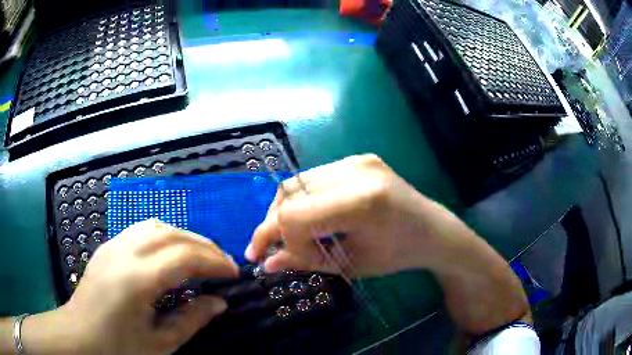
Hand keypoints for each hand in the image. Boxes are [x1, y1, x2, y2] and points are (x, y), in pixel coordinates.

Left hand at [23, 220, 237, 354]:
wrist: (80, 334)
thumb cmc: (118, 346)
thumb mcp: (160, 342)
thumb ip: (192, 320)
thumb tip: (219, 303)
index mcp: (137, 280)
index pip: (184, 258)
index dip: (214, 262)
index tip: (234, 273)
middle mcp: (124, 253)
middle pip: (172, 234)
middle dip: (204, 246)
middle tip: (223, 263)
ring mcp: (113, 245)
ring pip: (156, 225)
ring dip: (184, 236)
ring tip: (201, 255)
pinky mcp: (108, 246)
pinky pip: (140, 229)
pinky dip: (164, 234)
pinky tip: (170, 251)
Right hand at [246, 154, 530, 335]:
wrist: (431, 229)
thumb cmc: (398, 255)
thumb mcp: (351, 265)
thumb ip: (305, 261)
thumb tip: (266, 263)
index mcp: (361, 201)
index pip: (294, 215)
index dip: (277, 239)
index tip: (272, 258)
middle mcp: (356, 170)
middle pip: (289, 193)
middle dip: (273, 224)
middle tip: (268, 248)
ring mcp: (356, 160)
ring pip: (297, 183)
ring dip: (285, 210)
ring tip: (288, 235)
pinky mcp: (357, 159)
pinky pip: (313, 179)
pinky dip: (302, 200)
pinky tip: (309, 218)